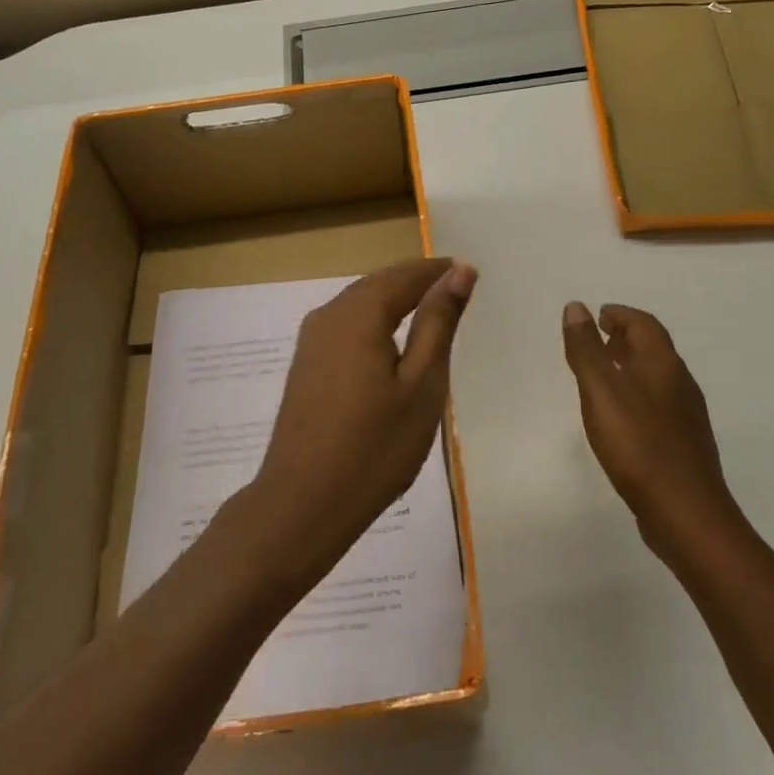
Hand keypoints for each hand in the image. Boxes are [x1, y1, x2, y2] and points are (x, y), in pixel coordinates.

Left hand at [241, 258, 476, 579]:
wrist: (304, 502)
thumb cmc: (375, 447)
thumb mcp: (421, 384)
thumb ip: (438, 323)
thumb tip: (458, 271)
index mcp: (359, 314)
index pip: (404, 275)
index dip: (437, 272)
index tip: (469, 273)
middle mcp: (328, 315)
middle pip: (378, 284)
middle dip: (416, 282)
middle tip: (456, 290)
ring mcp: (311, 341)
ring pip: (359, 303)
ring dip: (395, 301)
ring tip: (431, 313)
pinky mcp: (305, 364)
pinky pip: (345, 326)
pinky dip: (374, 323)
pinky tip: (392, 345)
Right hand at [562, 301, 737, 560]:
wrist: (685, 512)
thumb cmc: (638, 443)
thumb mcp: (601, 390)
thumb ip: (586, 349)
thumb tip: (576, 307)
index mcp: (663, 364)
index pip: (644, 324)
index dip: (621, 315)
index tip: (598, 315)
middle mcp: (680, 383)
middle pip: (654, 349)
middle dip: (626, 338)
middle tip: (598, 339)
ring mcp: (686, 416)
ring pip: (657, 378)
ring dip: (631, 366)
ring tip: (603, 374)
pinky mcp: (683, 443)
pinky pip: (658, 404)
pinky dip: (636, 394)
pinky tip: (621, 416)